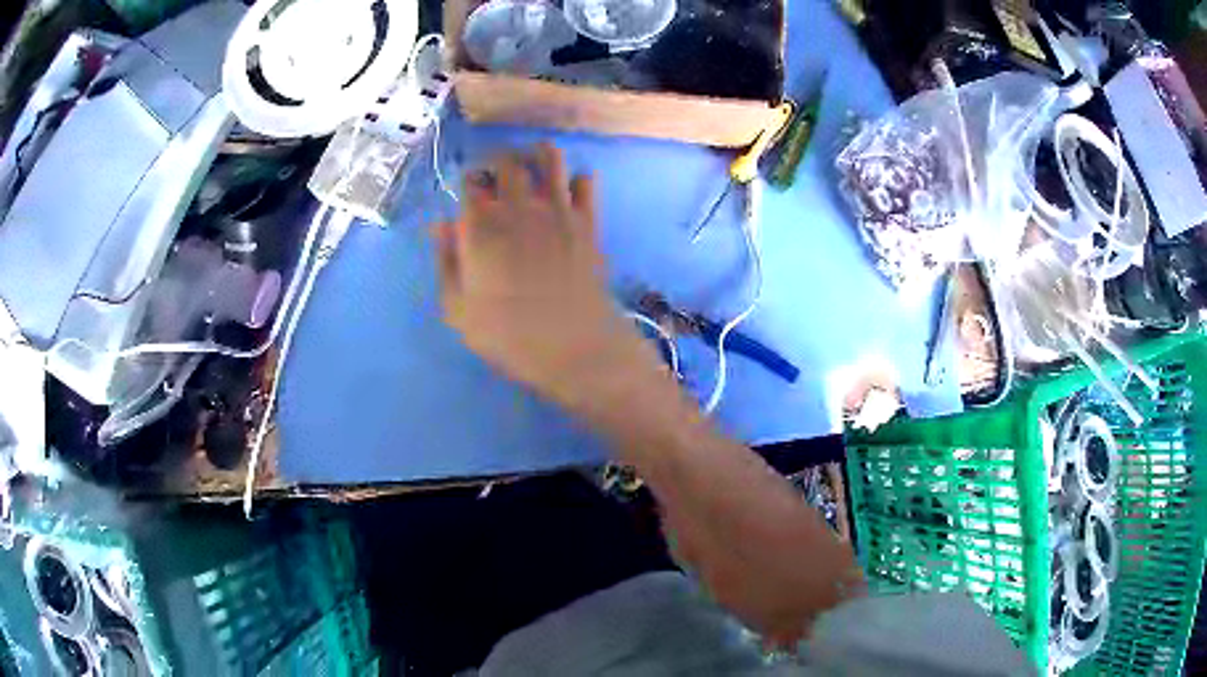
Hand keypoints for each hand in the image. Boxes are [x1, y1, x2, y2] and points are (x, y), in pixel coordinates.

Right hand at [434, 144, 661, 412]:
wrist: (574, 346)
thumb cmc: (508, 334)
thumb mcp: (457, 309)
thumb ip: (446, 261)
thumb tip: (440, 224)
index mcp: (480, 227)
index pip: (470, 182)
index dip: (467, 180)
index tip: (468, 191)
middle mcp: (518, 207)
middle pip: (507, 161)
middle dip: (497, 160)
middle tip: (496, 176)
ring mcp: (558, 210)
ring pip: (549, 158)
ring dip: (537, 154)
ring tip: (532, 166)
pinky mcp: (588, 221)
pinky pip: (586, 181)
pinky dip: (576, 180)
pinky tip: (569, 193)